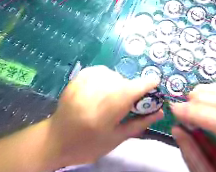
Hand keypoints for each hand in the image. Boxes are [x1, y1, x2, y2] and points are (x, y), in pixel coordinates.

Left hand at [45, 66, 161, 167]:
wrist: (56, 139)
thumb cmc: (88, 144)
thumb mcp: (117, 138)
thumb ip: (140, 122)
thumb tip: (160, 111)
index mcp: (106, 111)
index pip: (132, 90)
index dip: (146, 84)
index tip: (155, 82)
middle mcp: (95, 92)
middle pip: (124, 82)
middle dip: (131, 90)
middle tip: (125, 103)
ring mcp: (85, 82)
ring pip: (114, 75)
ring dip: (118, 84)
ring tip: (109, 98)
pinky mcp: (78, 77)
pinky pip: (102, 71)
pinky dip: (107, 78)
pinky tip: (101, 90)